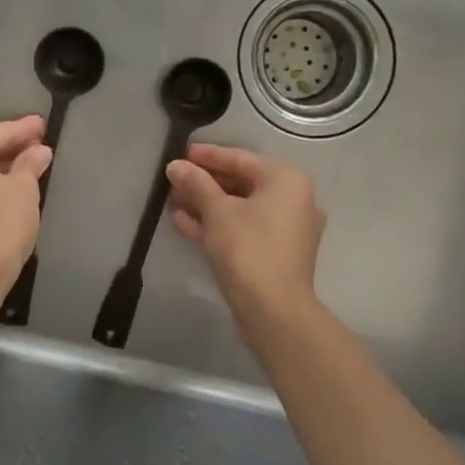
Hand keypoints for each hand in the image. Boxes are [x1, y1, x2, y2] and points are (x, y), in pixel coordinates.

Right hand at [166, 144, 324, 324]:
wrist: (273, 311)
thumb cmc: (248, 248)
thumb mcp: (217, 211)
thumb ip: (196, 184)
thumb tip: (175, 165)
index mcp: (286, 180)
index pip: (240, 159)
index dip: (207, 155)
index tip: (180, 153)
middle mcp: (292, 199)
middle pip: (240, 183)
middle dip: (204, 183)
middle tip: (173, 180)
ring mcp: (285, 229)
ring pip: (239, 208)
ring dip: (205, 205)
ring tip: (172, 200)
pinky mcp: (275, 253)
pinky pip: (243, 229)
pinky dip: (217, 225)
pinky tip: (183, 222)